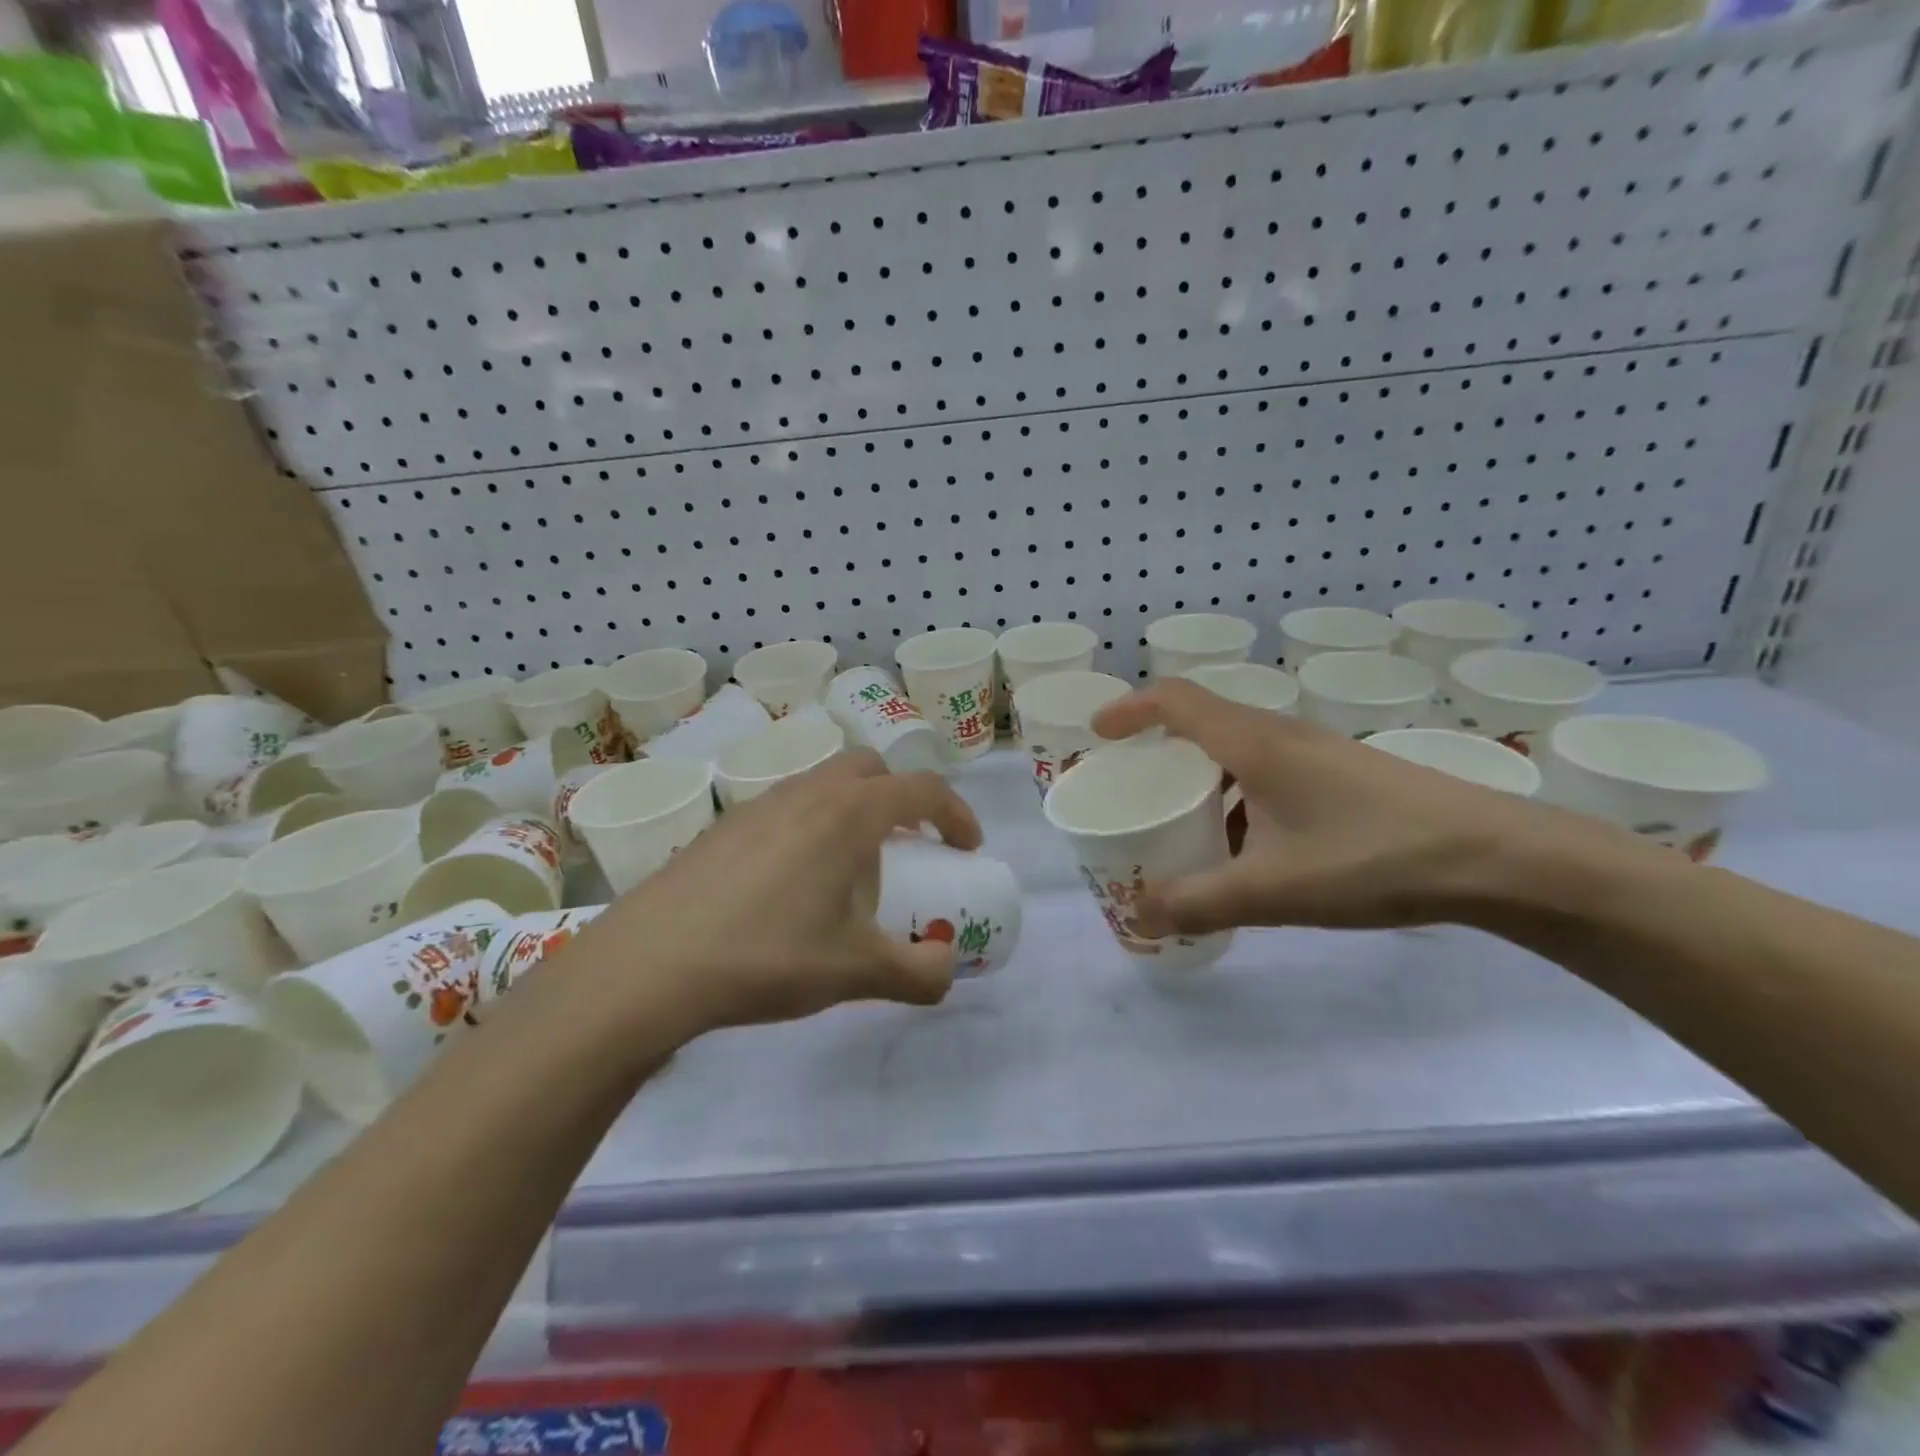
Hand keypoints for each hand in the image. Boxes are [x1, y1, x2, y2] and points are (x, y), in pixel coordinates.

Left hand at [586, 750, 981, 1033]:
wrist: (651, 964)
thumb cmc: (768, 955)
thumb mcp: (856, 972)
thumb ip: (918, 973)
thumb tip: (947, 971)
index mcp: (849, 813)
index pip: (922, 789)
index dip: (956, 813)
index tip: (967, 849)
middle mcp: (807, 793)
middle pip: (870, 769)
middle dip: (901, 799)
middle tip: (909, 846)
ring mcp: (760, 805)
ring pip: (824, 784)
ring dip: (853, 811)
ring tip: (849, 872)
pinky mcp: (724, 827)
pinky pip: (787, 808)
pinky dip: (811, 827)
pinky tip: (793, 885)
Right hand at [1089, 680, 1630, 934]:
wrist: (1499, 859)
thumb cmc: (1373, 857)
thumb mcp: (1272, 889)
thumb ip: (1198, 902)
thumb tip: (1139, 917)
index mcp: (1254, 743)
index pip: (1175, 700)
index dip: (1129, 710)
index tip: (1097, 735)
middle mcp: (1282, 735)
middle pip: (1203, 723)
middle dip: (1158, 749)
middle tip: (1132, 787)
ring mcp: (1318, 755)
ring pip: (1239, 752)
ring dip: (1202, 779)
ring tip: (1183, 824)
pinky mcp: (1344, 778)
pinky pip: (1270, 774)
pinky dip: (1239, 800)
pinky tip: (1248, 850)